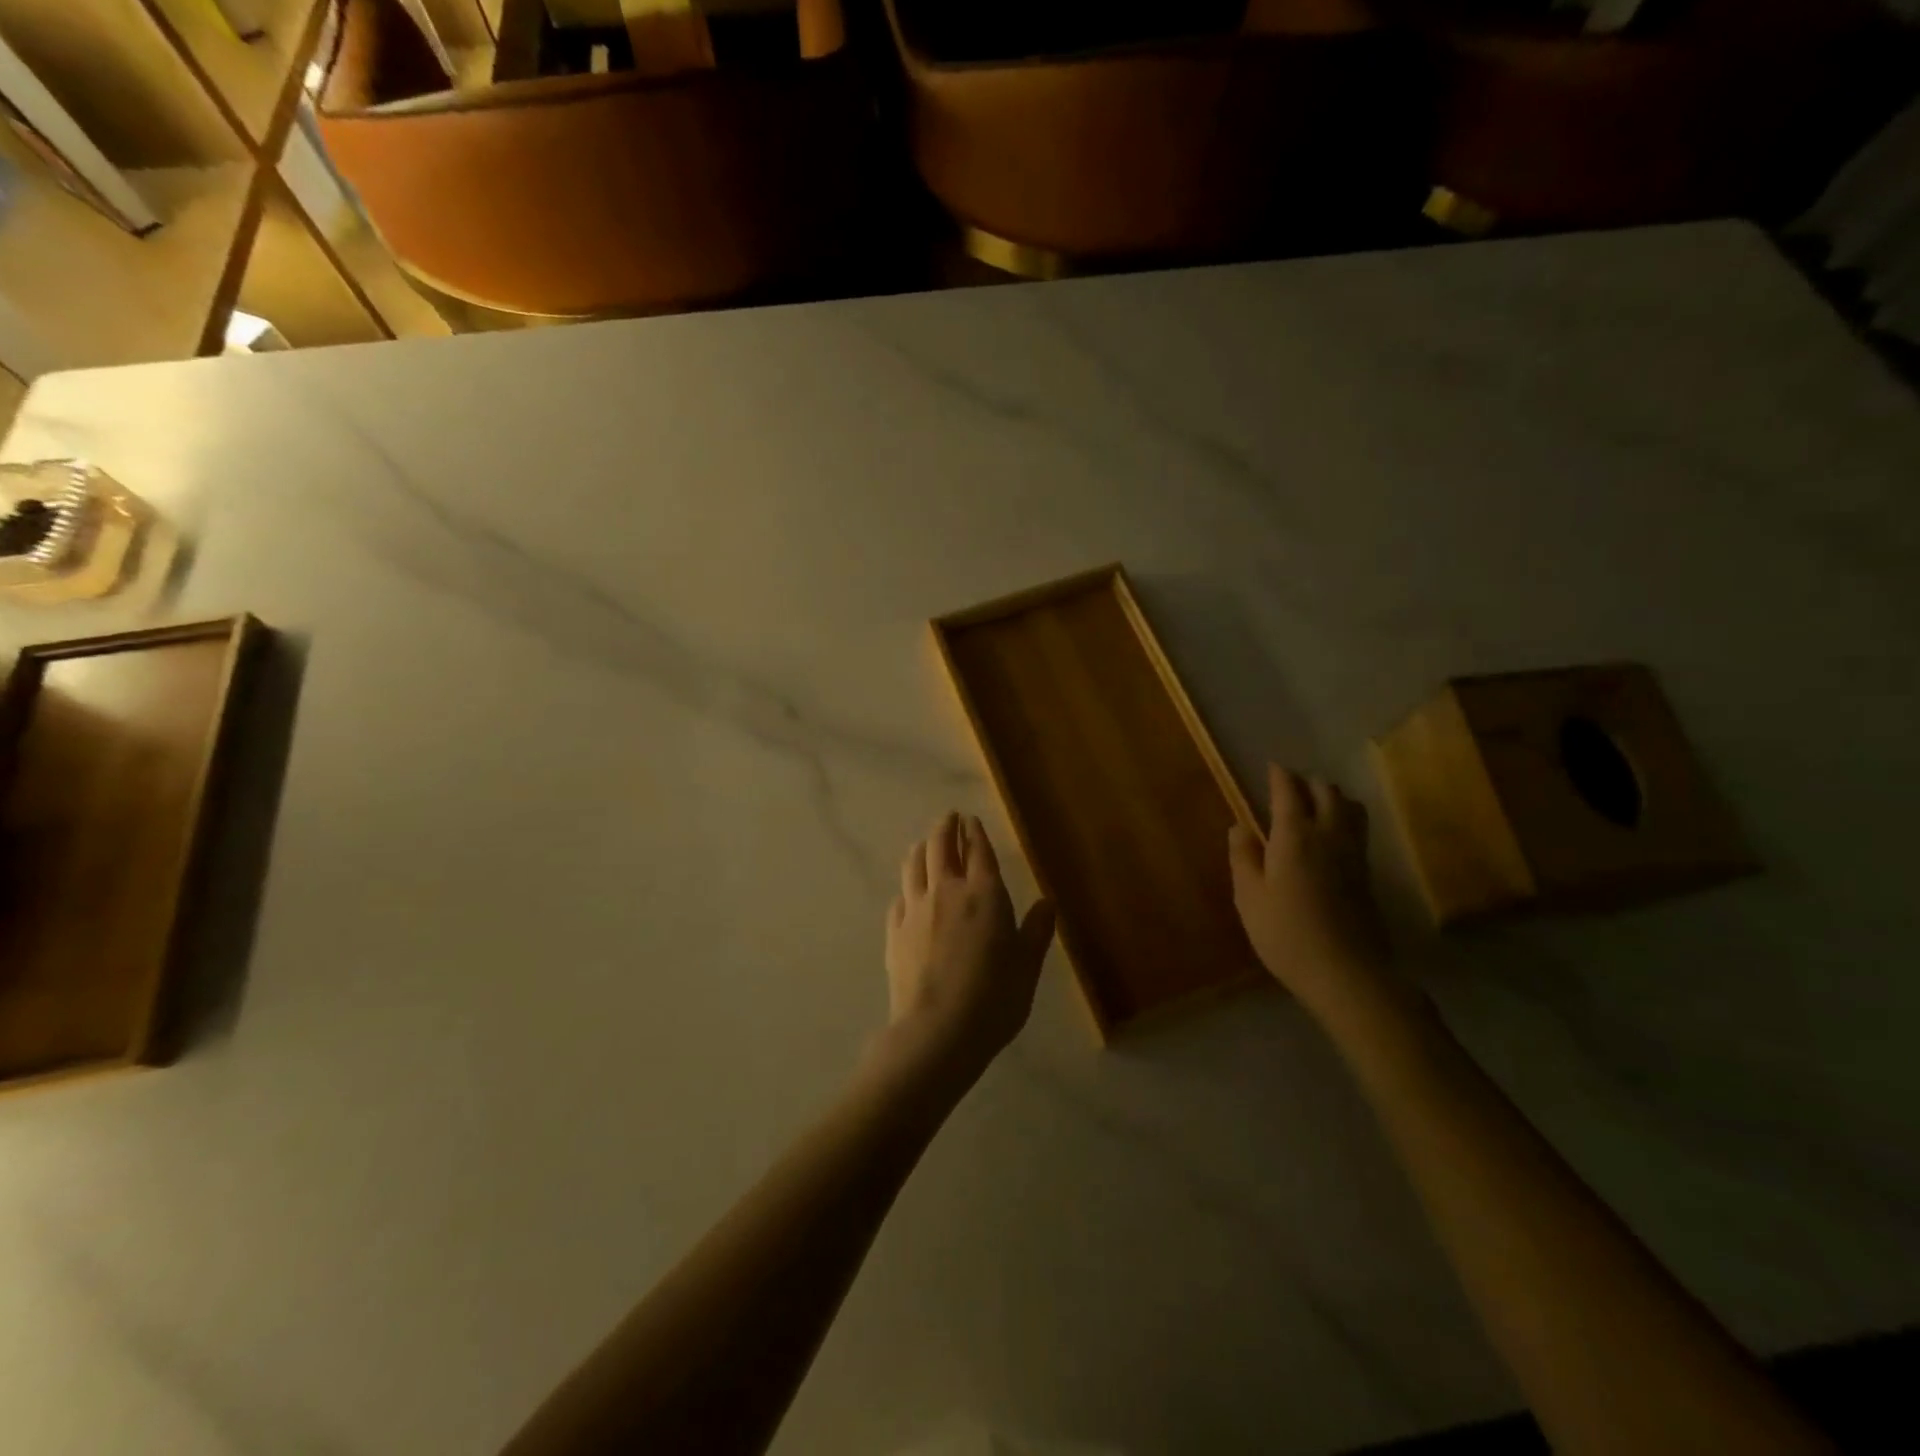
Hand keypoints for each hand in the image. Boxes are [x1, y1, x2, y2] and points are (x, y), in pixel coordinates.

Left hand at [886, 813, 1055, 1077]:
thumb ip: (1037, 931)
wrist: (938, 1031)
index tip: (971, 819)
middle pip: (941, 847)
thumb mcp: (1027, 966)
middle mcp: (947, 892)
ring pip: (914, 865)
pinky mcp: (895, 931)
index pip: (979, 851)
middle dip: (945, 828)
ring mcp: (916, 909)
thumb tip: (1047, 902)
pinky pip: (899, 897)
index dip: (975, 832)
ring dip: (922, 848)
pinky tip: (908, 891)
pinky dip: (906, 886)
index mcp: (984, 895)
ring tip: (926, 843)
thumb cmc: (994, 999)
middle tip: (949, 818)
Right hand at [1228, 765, 1395, 1023]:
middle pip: (1326, 792)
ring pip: (1350, 807)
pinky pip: (1358, 829)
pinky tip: (1331, 834)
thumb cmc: (1286, 934)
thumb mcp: (1249, 897)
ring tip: (1314, 805)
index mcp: (1295, 836)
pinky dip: (1344, 818)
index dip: (1279, 776)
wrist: (1347, 973)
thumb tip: (1240, 826)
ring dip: (1332, 797)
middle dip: (1307, 782)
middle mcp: (1329, 835)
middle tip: (1288, 787)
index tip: (1272, 767)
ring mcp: (1354, 853)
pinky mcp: (1367, 873)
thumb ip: (1243, 856)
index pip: (1289, 791)